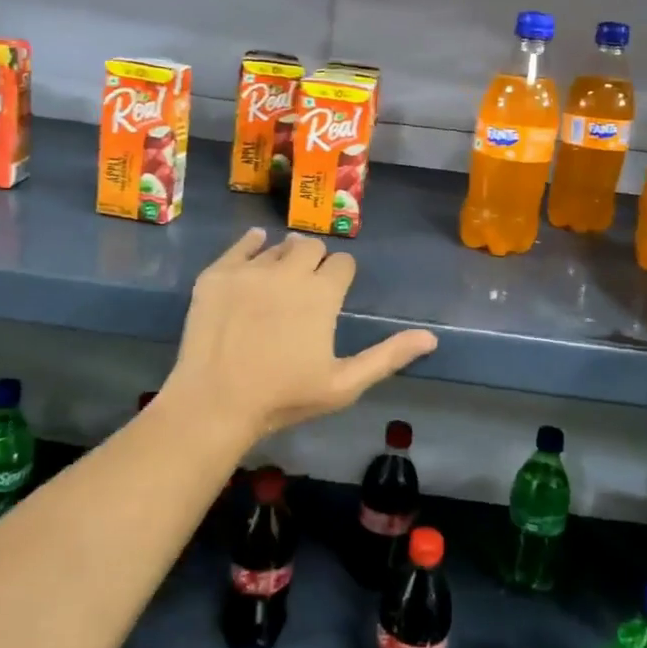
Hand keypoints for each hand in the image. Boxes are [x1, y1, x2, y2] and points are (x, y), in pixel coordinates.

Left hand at [163, 229, 438, 442]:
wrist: (215, 402)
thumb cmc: (284, 398)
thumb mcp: (344, 384)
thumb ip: (387, 356)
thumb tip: (431, 338)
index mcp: (322, 294)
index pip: (342, 263)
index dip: (342, 276)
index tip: (334, 293)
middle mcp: (288, 271)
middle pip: (311, 246)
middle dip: (315, 261)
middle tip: (306, 285)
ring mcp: (249, 270)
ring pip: (277, 245)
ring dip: (284, 256)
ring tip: (279, 279)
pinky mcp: (217, 274)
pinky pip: (240, 245)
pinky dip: (252, 244)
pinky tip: (255, 247)